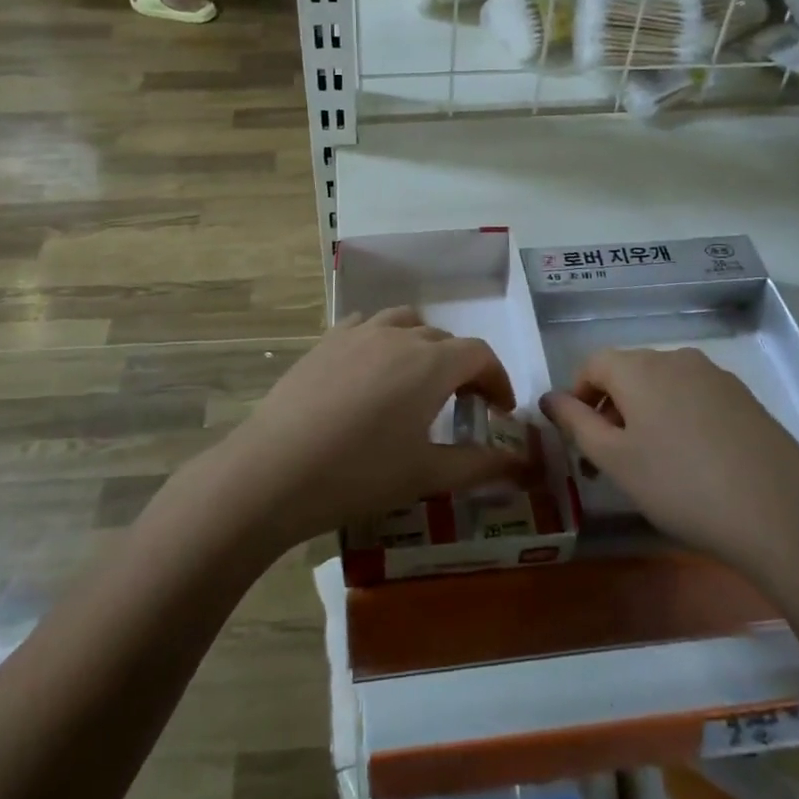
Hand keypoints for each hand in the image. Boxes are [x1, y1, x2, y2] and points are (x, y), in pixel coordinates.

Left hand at [214, 309, 529, 547]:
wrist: (275, 469)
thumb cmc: (360, 474)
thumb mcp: (426, 475)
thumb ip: (480, 465)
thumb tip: (522, 464)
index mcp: (431, 363)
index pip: (480, 354)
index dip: (497, 379)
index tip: (499, 411)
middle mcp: (399, 335)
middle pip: (444, 339)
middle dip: (463, 368)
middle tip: (463, 406)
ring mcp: (359, 333)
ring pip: (405, 322)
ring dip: (423, 345)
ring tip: (418, 379)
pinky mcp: (326, 341)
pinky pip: (366, 325)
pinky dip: (383, 339)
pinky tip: (373, 368)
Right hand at [541, 348, 798, 573]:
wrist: (782, 515)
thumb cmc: (682, 486)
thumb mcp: (616, 460)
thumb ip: (576, 424)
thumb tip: (548, 398)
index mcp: (639, 367)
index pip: (592, 364)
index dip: (577, 397)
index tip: (579, 440)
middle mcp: (676, 358)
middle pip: (628, 373)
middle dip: (610, 409)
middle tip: (609, 460)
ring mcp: (716, 376)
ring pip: (662, 386)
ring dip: (644, 415)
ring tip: (652, 465)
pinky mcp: (745, 399)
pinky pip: (695, 398)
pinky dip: (679, 420)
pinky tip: (694, 464)